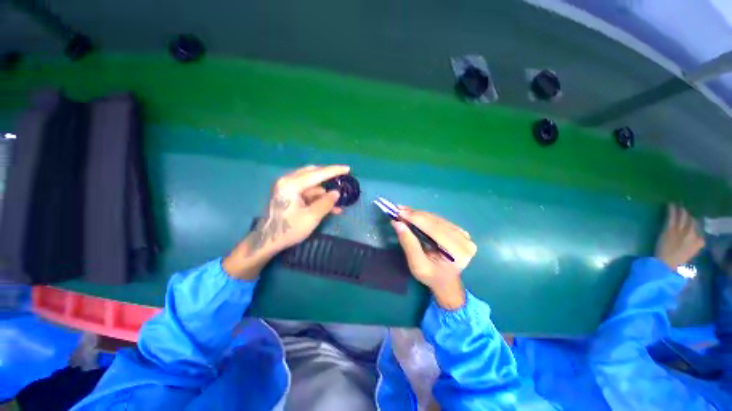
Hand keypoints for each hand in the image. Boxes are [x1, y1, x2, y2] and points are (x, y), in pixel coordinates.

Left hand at [223, 165, 349, 278]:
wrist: (266, 242)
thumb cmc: (288, 229)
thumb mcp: (312, 217)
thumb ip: (326, 203)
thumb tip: (336, 193)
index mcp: (291, 184)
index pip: (317, 174)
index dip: (334, 171)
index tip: (348, 169)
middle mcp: (288, 181)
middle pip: (313, 174)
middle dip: (328, 179)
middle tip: (342, 180)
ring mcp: (287, 188)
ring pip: (311, 185)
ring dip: (324, 194)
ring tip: (338, 205)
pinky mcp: (288, 195)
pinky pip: (307, 193)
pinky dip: (318, 199)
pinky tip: (330, 208)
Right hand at [391, 207, 476, 308]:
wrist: (446, 282)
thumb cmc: (431, 277)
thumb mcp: (417, 265)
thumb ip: (408, 244)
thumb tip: (397, 223)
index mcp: (457, 252)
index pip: (434, 229)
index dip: (416, 219)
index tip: (399, 212)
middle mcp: (464, 240)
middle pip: (436, 221)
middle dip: (415, 215)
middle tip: (398, 210)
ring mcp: (464, 235)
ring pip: (437, 219)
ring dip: (419, 215)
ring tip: (403, 212)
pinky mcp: (460, 231)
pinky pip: (439, 220)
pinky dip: (425, 217)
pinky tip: (414, 216)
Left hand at [655, 204, 704, 269]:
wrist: (665, 263)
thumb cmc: (676, 261)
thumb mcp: (690, 254)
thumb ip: (694, 246)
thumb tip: (697, 240)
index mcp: (698, 242)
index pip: (698, 230)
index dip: (695, 224)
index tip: (692, 220)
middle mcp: (692, 234)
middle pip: (692, 221)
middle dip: (688, 215)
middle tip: (685, 209)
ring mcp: (680, 230)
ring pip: (682, 217)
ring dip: (681, 210)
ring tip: (679, 204)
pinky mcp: (669, 229)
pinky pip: (671, 217)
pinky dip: (671, 209)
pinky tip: (670, 204)